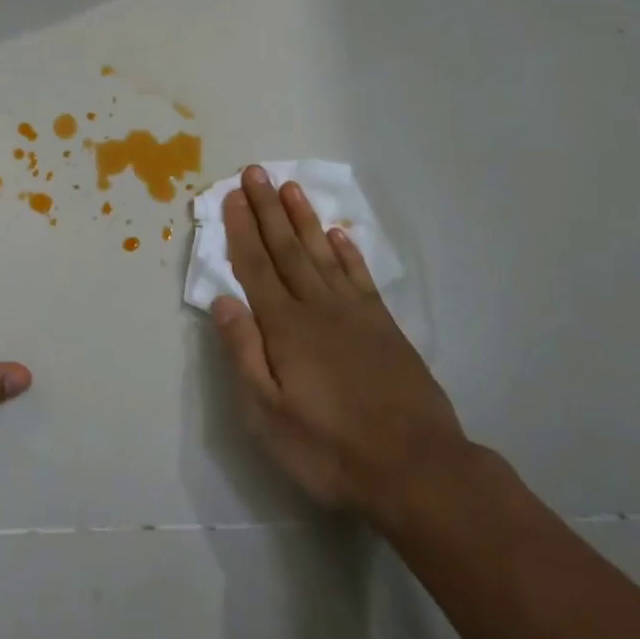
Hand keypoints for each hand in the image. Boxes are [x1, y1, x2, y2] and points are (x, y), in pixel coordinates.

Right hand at [210, 166, 469, 528]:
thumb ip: (244, 353)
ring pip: (322, 253)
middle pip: (287, 248)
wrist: (416, 467)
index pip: (256, 267)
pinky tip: (337, 235)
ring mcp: (355, 313)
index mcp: (286, 327)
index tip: (233, 195)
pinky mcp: (384, 326)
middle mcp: (318, 307)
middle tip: (255, 172)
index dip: (242, 229)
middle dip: (268, 209)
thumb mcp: (269, 415)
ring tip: (290, 188)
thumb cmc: (330, 449)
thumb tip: (223, 301)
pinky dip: (346, 252)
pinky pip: (359, 276)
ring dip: (303, 219)